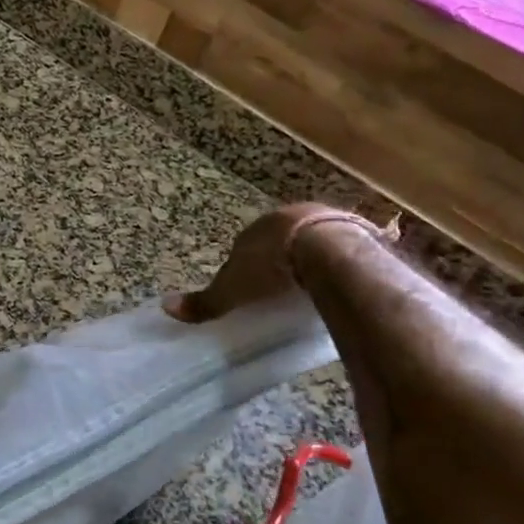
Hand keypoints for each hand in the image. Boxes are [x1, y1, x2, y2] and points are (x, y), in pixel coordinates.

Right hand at [165, 203, 385, 323]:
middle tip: (284, 288)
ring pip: (314, 240)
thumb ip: (206, 301)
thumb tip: (166, 307)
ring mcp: (326, 219)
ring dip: (313, 258)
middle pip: (282, 240)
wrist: (327, 254)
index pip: (247, 245)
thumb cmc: (272, 269)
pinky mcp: (357, 231)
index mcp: (258, 228)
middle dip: (282, 259)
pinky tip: (343, 282)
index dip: (250, 265)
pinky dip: (342, 263)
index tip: (254, 288)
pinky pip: (346, 247)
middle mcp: (290, 216)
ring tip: (314, 287)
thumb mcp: (233, 290)